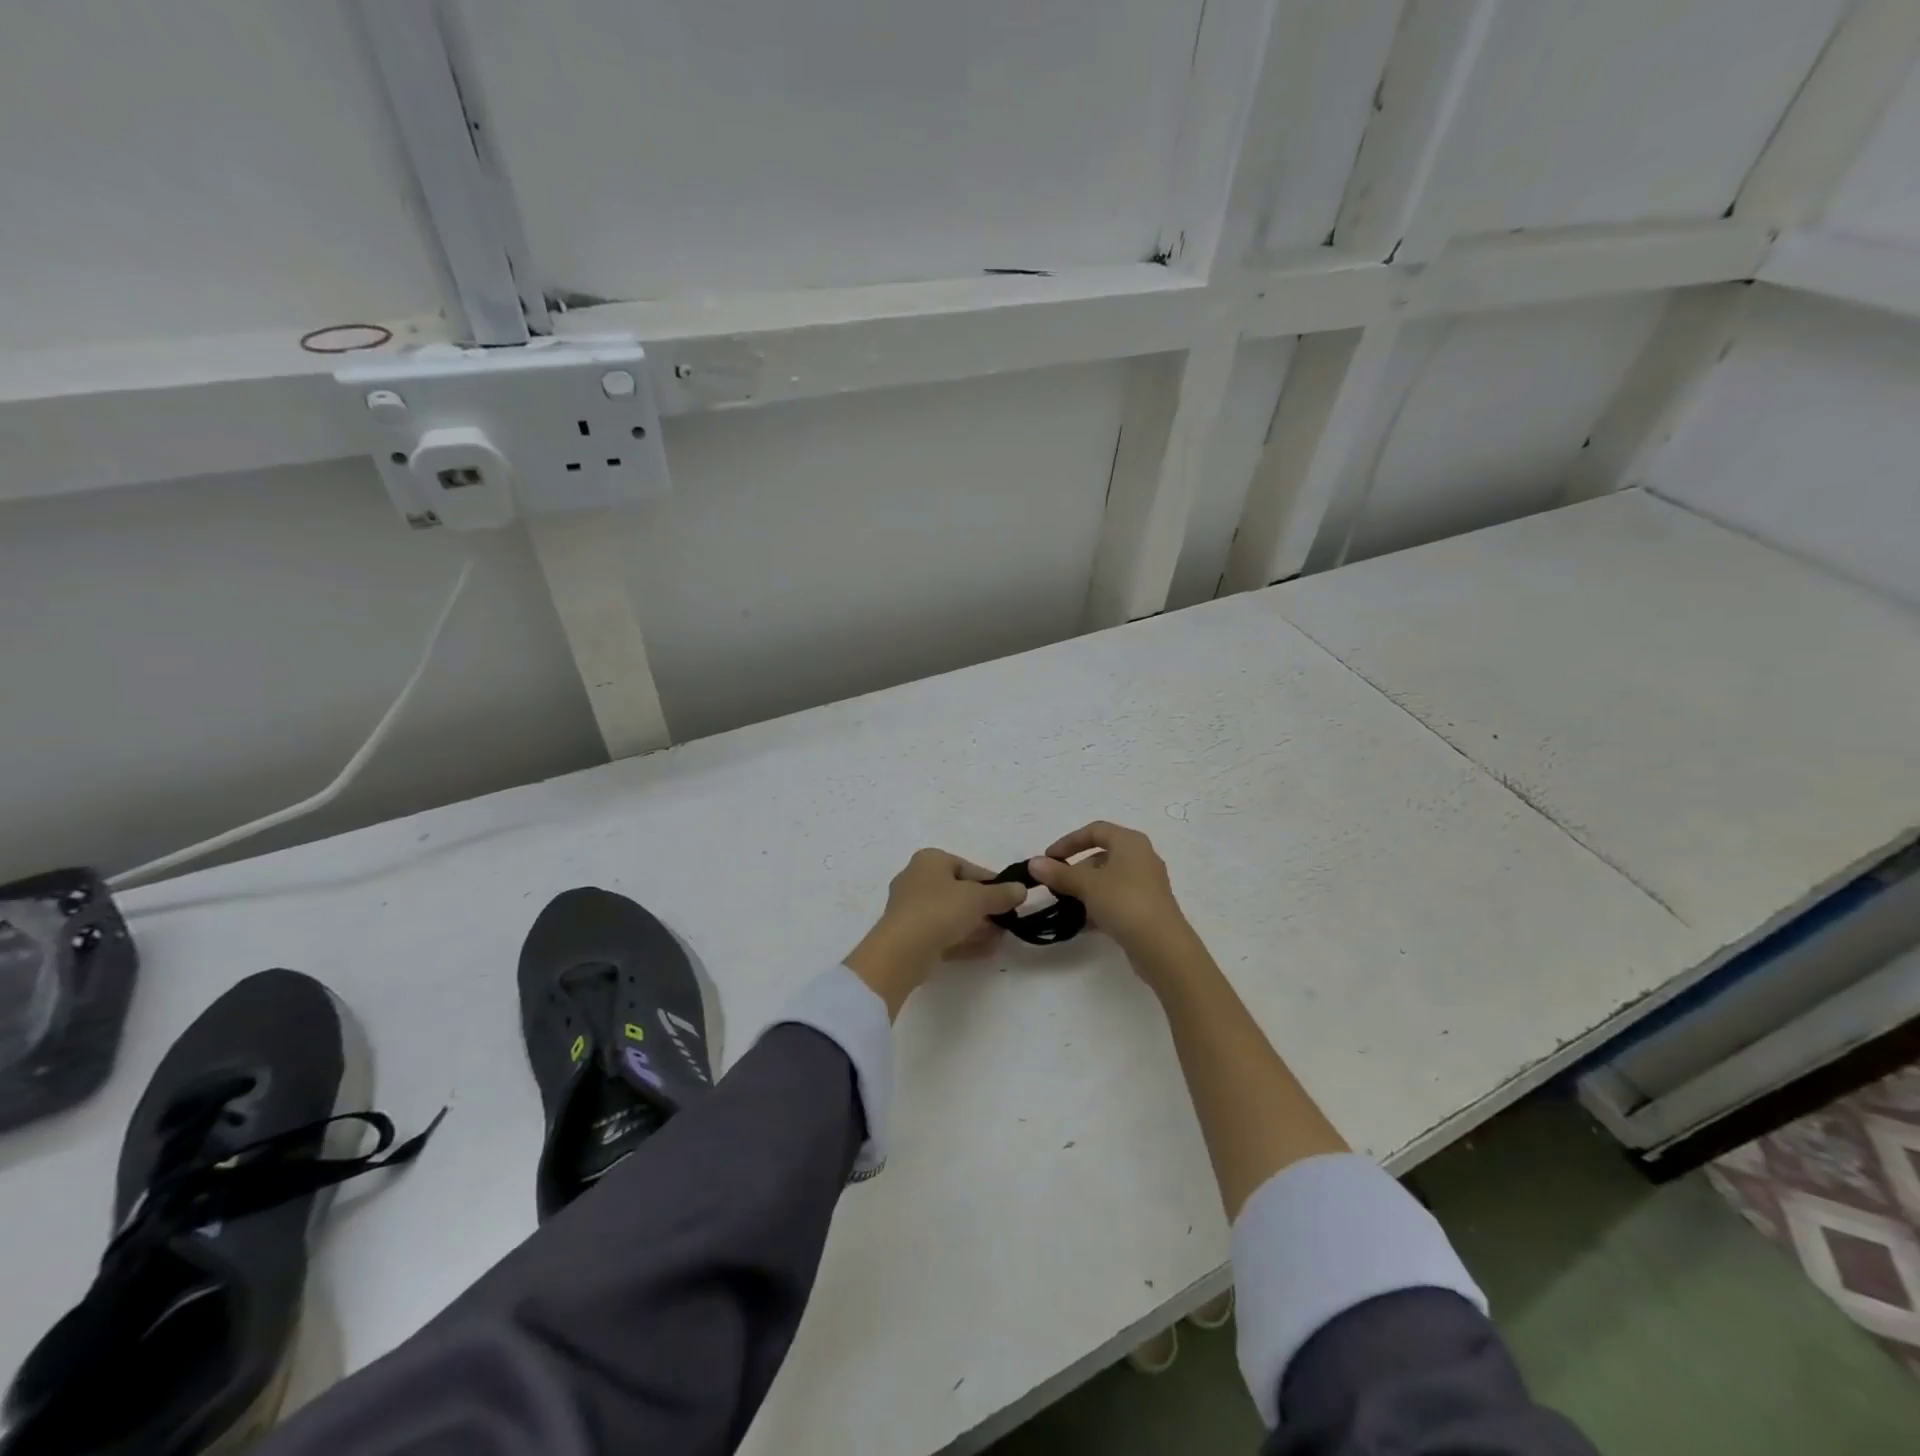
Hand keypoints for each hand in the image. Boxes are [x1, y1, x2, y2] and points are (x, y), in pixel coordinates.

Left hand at [844, 850, 1025, 1017]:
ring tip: (1000, 939)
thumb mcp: (979, 898)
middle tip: (1006, 922)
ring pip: (951, 915)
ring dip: (977, 926)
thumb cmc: (940, 910)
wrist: (902, 950)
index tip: (1011, 899)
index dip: (993, 883)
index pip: (969, 868)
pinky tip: (986, 951)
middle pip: (959, 892)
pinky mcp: (909, 935)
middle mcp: (917, 879)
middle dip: (985, 908)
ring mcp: (911, 909)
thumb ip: (1002, 893)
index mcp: (930, 860)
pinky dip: (963, 939)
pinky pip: (942, 933)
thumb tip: (1021, 889)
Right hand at [1028, 822, 1195, 977]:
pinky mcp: (1146, 908)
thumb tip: (1033, 863)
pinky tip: (1081, 922)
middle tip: (1056, 885)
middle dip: (1075, 869)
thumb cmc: (1124, 902)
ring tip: (1065, 905)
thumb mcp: (1087, 885)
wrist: (1162, 946)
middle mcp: (1141, 857)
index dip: (1069, 841)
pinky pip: (1116, 899)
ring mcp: (1146, 884)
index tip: (1048, 858)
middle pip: (1101, 855)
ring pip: (1108, 879)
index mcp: (1130, 842)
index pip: (1095, 830)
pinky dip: (1098, 905)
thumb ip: (1059, 873)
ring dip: (1085, 889)